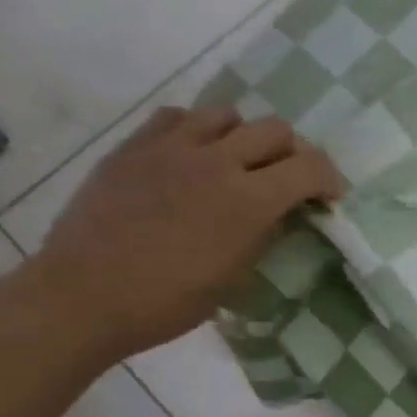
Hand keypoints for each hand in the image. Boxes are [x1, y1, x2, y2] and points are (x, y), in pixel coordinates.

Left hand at [29, 107, 344, 359]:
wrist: (86, 295)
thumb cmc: (170, 301)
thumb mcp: (237, 276)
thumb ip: (264, 234)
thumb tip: (279, 213)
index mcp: (249, 202)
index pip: (310, 167)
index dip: (330, 179)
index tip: (329, 197)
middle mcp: (216, 162)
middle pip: (276, 130)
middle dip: (293, 154)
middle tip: (288, 180)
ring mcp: (171, 148)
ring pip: (228, 115)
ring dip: (245, 137)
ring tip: (238, 163)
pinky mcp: (134, 146)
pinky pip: (178, 117)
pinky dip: (198, 131)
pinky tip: (193, 157)